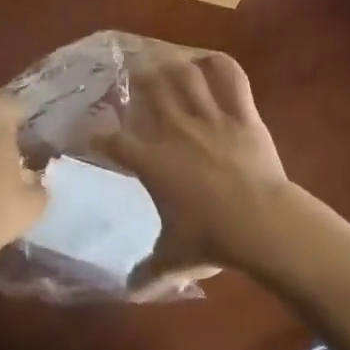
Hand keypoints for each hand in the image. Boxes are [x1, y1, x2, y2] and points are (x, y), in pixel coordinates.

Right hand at [97, 52, 289, 275]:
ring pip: (186, 75)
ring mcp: (210, 117)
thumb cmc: (212, 240)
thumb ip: (149, 273)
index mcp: (153, 162)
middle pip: (150, 89)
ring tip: (166, 61)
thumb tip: (130, 290)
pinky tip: (211, 59)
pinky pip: (232, 77)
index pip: (113, 142)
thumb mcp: (175, 260)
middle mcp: (175, 130)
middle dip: (138, 78)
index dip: (96, 135)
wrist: (261, 224)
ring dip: (174, 65)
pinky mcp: (242, 113)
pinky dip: (222, 63)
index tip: (89, 133)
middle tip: (134, 74)